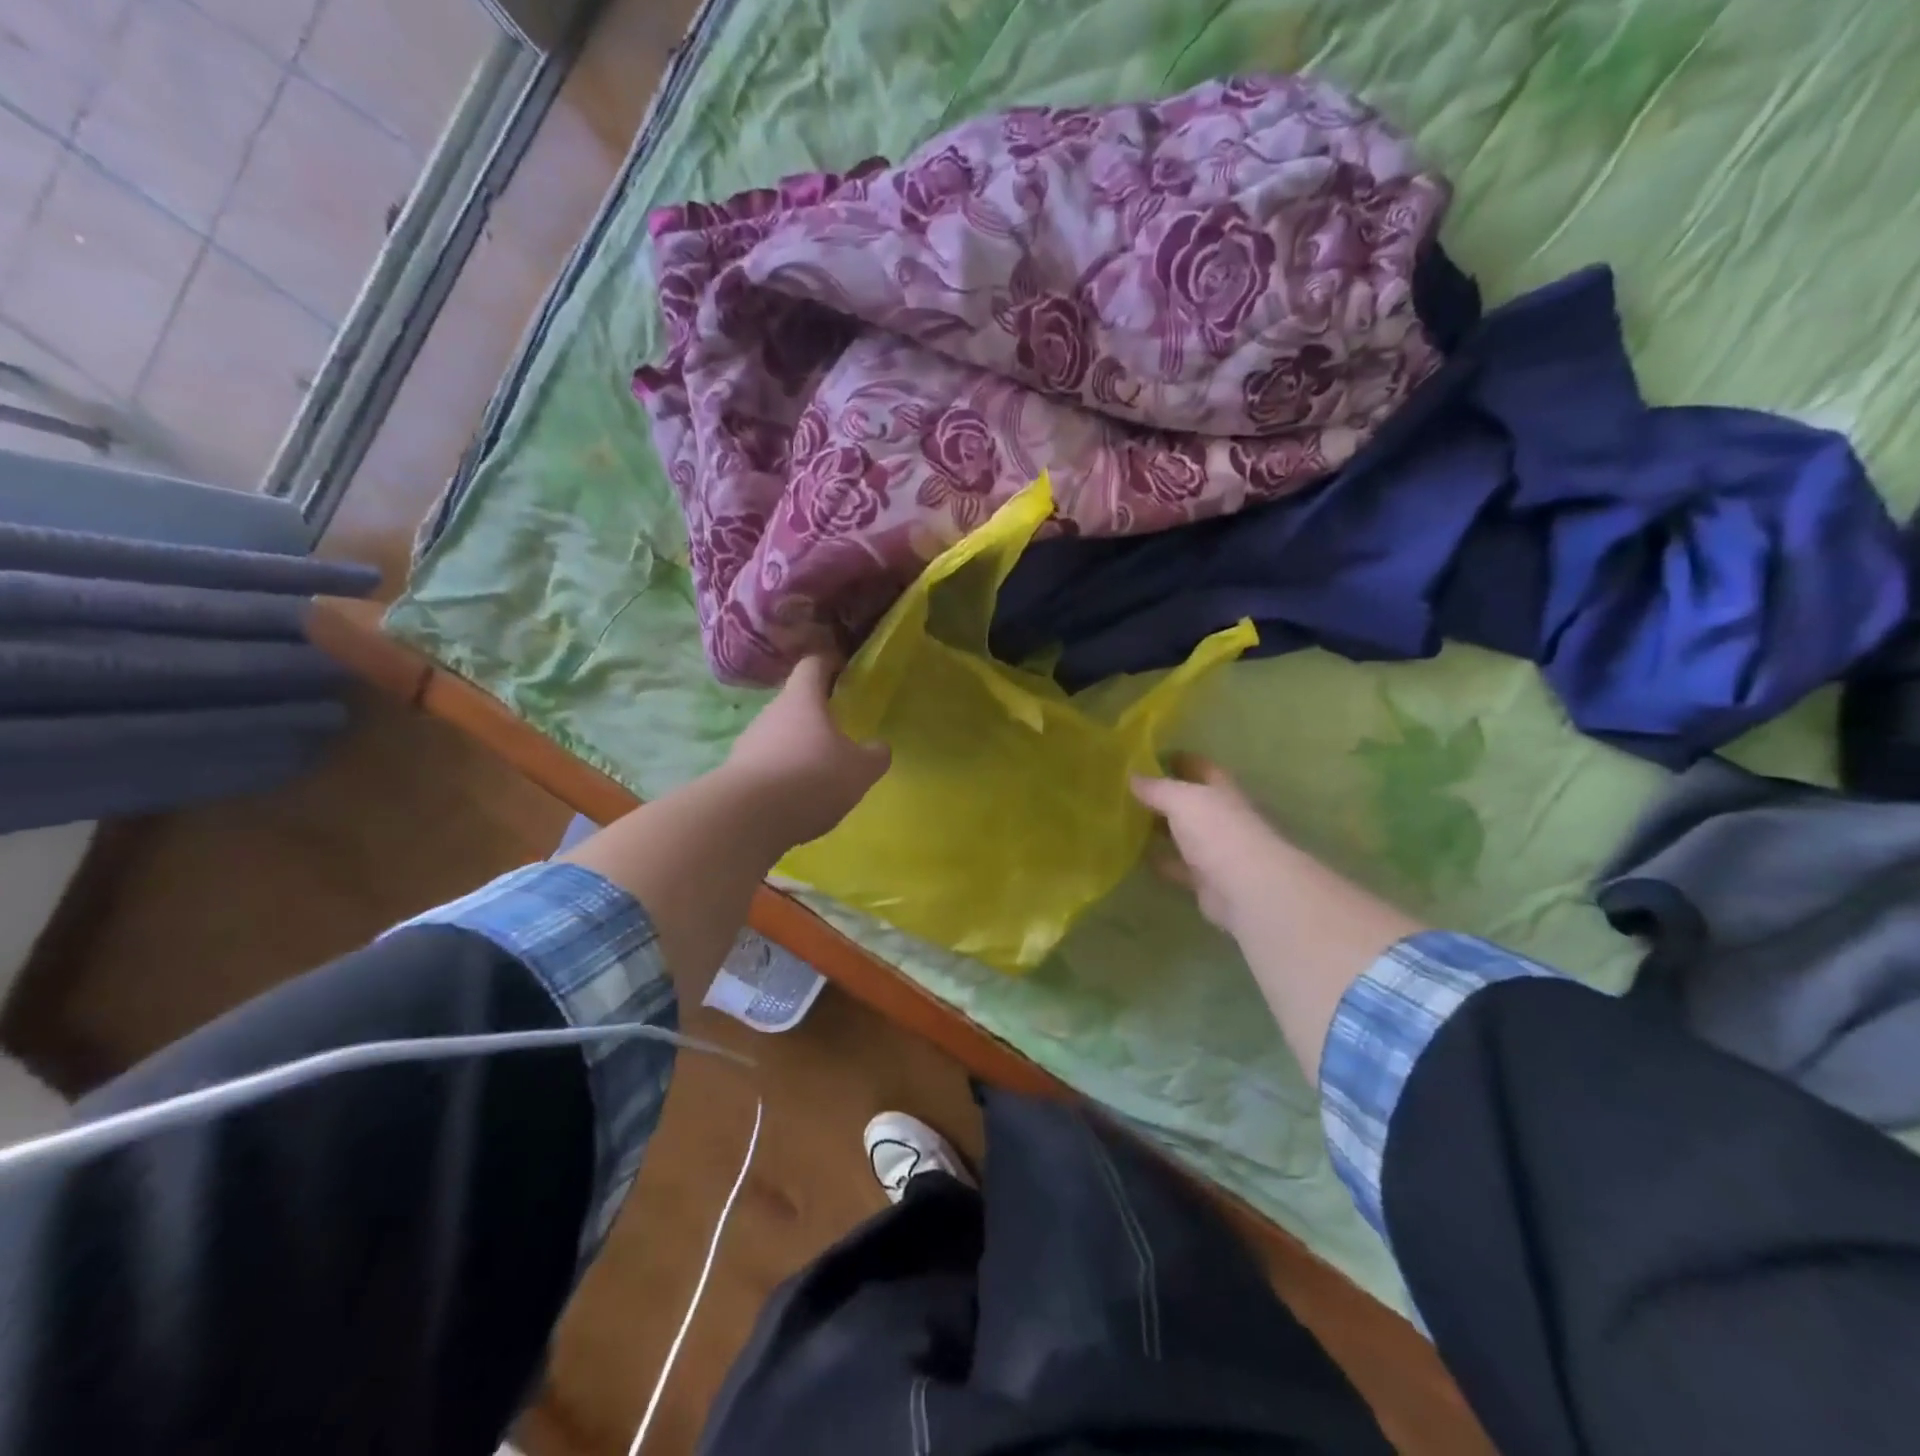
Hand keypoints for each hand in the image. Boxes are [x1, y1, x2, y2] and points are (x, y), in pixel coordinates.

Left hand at [723, 656, 890, 846]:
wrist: (748, 818)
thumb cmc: (812, 778)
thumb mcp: (859, 770)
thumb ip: (875, 755)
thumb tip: (879, 747)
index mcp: (802, 699)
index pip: (814, 664)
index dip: (830, 664)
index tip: (845, 673)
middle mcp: (771, 712)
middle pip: (795, 702)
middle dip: (817, 713)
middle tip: (840, 731)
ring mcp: (749, 742)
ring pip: (779, 734)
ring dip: (798, 747)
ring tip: (820, 771)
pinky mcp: (736, 773)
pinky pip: (766, 764)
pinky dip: (783, 774)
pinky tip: (797, 798)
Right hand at [1131, 757, 1300, 935]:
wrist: (1247, 888)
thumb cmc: (1218, 832)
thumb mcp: (1182, 800)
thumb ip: (1157, 788)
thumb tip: (1132, 776)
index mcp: (1221, 790)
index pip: (1200, 767)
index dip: (1179, 759)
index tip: (1148, 756)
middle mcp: (1220, 816)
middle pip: (1190, 801)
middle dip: (1164, 795)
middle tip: (1128, 790)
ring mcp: (1214, 849)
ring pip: (1183, 834)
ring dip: (1161, 829)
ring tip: (1127, 821)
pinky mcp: (1205, 879)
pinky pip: (1177, 865)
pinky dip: (1160, 860)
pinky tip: (1137, 856)